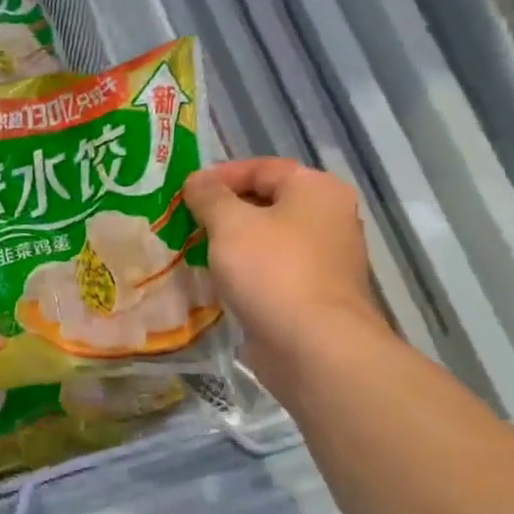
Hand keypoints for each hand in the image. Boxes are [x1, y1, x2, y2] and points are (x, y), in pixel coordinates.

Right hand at [185, 158, 387, 397]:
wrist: (313, 345)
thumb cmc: (272, 271)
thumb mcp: (229, 224)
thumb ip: (209, 196)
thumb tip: (197, 180)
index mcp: (316, 189)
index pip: (262, 168)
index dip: (220, 176)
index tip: (184, 192)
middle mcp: (329, 217)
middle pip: (266, 202)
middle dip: (223, 210)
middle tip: (184, 221)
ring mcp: (325, 257)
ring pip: (268, 238)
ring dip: (232, 242)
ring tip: (193, 249)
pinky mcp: (314, 291)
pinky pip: (272, 269)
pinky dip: (245, 270)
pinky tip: (217, 280)